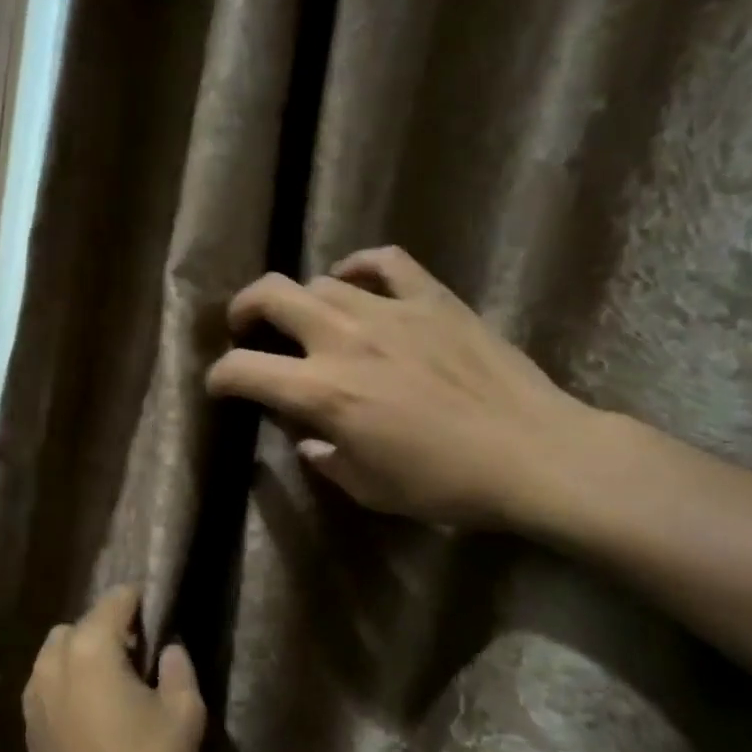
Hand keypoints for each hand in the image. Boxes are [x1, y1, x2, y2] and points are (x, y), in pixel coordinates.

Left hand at [24, 587, 205, 751]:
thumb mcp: (184, 716)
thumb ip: (178, 669)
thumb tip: (169, 648)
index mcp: (90, 648)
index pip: (115, 600)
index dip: (141, 603)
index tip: (161, 621)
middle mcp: (53, 661)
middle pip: (82, 623)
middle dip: (110, 629)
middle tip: (142, 657)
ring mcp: (34, 693)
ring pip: (60, 651)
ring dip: (86, 654)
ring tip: (117, 685)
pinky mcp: (29, 723)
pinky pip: (50, 681)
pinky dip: (70, 680)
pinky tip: (95, 712)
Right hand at [204, 246, 601, 529]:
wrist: (532, 454)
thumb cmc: (444, 484)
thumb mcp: (369, 489)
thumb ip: (326, 458)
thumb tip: (310, 439)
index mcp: (322, 392)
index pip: (244, 370)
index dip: (220, 376)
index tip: (219, 385)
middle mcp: (345, 340)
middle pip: (272, 296)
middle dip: (244, 309)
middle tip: (245, 328)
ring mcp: (390, 311)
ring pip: (323, 281)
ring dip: (301, 299)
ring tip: (306, 318)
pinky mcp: (433, 298)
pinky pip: (386, 261)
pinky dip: (361, 267)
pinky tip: (357, 281)